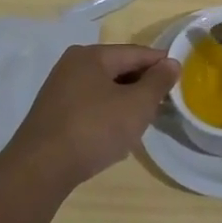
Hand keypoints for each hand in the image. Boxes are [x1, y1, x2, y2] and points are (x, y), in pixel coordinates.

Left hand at [3, 43, 179, 195]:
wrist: (40, 169)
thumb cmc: (94, 129)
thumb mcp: (136, 106)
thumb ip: (157, 82)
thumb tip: (172, 63)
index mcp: (92, 55)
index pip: (136, 53)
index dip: (161, 64)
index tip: (182, 77)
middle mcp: (72, 65)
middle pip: (119, 68)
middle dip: (143, 84)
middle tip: (164, 103)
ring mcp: (59, 90)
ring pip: (104, 88)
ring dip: (126, 101)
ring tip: (144, 120)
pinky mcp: (53, 113)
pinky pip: (90, 105)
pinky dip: (107, 113)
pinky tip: (116, 133)